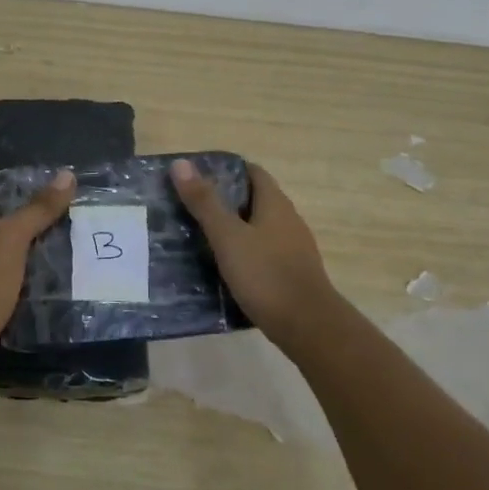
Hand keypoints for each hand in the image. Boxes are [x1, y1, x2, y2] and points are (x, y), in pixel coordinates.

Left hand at [0, 169, 76, 371]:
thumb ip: (38, 209)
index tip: (72, 203)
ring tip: (80, 259)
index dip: (38, 200)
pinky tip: (61, 288)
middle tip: (83, 232)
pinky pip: (19, 286)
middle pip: (16, 232)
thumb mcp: (12, 238)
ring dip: (43, 261)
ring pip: (19, 261)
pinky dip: (37, 286)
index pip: (10, 202)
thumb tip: (67, 174)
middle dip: (46, 232)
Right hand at [172, 159, 339, 339]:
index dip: (226, 170)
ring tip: (198, 236)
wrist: (307, 326)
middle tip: (189, 206)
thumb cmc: (266, 274)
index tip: (196, 176)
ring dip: (232, 228)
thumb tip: (181, 163)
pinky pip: (262, 253)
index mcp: (275, 204)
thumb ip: (204, 202)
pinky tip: (222, 267)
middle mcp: (288, 220)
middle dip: (224, 200)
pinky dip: (242, 252)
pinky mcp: (290, 273)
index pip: (252, 172)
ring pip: (257, 228)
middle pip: (254, 200)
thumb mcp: (228, 237)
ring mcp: (292, 248)